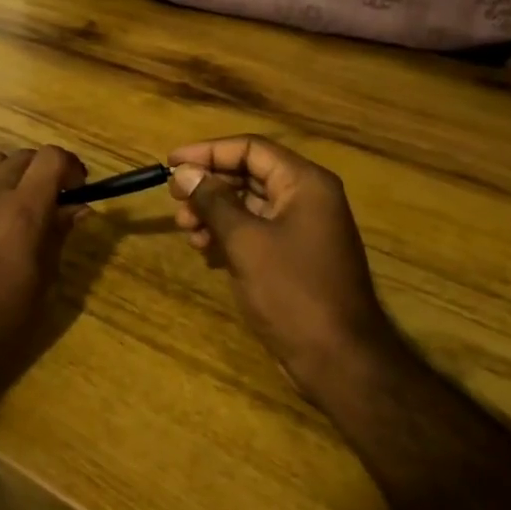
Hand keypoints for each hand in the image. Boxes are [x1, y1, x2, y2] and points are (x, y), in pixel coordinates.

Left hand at [0, 146, 87, 398]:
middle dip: (43, 172)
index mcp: (23, 212)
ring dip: (8, 175)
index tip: (77, 188)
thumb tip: (79, 207)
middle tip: (50, 202)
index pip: (51, 157)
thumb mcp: (43, 287)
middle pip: (22, 157)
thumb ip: (59, 237)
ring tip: (11, 205)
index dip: (70, 166)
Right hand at [169, 136, 391, 403]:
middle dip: (209, 186)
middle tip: (174, 200)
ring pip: (249, 205)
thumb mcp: (245, 241)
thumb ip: (212, 201)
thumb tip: (183, 172)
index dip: (207, 152)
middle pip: (248, 174)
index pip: (250, 148)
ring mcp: (303, 229)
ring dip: (214, 212)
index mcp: (304, 183)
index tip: (170, 162)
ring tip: (186, 230)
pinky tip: (205, 250)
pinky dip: (228, 235)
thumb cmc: (292, 291)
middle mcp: (307, 198)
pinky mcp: (295, 257)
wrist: (339, 360)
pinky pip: (256, 231)